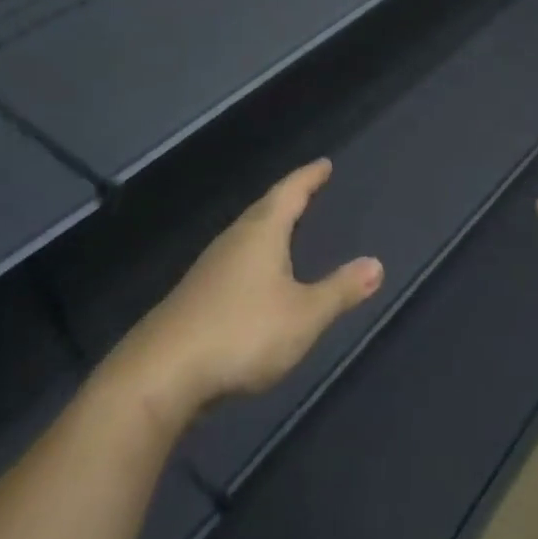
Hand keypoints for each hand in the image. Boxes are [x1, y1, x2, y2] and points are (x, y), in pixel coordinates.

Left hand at [123, 160, 383, 425]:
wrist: (161, 375)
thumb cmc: (241, 333)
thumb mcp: (303, 315)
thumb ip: (340, 291)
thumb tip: (376, 264)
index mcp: (261, 233)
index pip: (289, 193)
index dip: (309, 177)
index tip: (323, 164)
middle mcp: (233, 240)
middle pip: (264, 209)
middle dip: (288, 197)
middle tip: (307, 188)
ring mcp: (209, 268)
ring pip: (246, 234)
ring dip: (267, 225)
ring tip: (284, 226)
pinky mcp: (196, 296)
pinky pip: (234, 259)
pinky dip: (252, 255)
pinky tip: (253, 275)